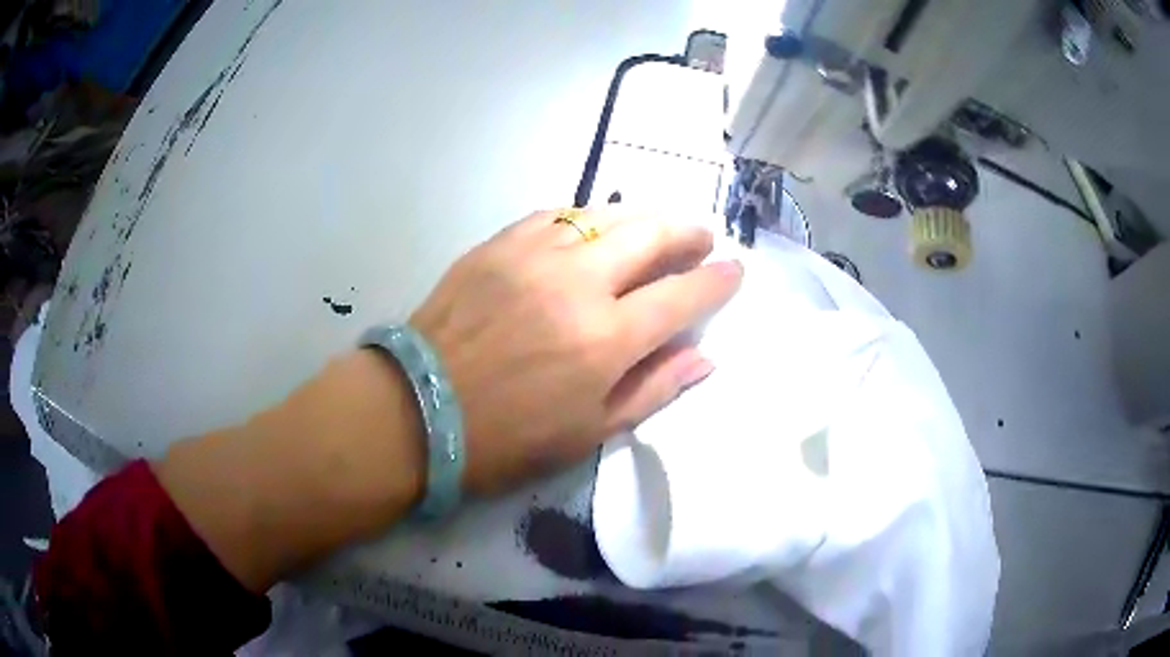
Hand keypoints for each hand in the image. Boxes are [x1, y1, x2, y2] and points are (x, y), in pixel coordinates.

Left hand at [411, 209, 741, 495]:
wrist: (417, 412)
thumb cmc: (507, 438)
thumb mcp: (589, 432)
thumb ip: (653, 389)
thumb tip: (703, 358)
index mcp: (606, 339)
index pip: (682, 296)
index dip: (716, 281)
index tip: (734, 270)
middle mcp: (577, 283)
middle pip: (649, 235)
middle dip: (686, 231)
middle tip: (700, 237)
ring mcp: (533, 256)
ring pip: (603, 215)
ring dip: (640, 218)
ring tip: (654, 229)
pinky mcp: (496, 245)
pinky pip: (553, 216)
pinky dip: (583, 219)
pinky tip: (589, 229)